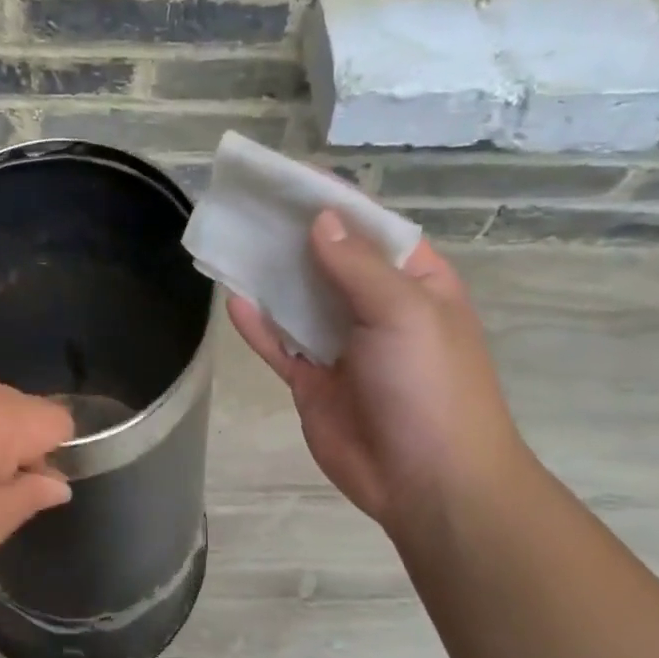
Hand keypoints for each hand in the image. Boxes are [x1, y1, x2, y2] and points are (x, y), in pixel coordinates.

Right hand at [229, 210, 526, 531]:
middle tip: (242, 206)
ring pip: (297, 301)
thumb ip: (356, 266)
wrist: (429, 481)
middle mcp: (373, 307)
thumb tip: (320, 221)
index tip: (282, 176)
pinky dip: (257, 326)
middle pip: (324, 260)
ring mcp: (340, 346)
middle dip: (288, 235)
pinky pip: (279, 346)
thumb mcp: (403, 312)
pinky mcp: (312, 381)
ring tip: (227, 242)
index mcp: (411, 281)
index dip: (328, 199)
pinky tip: (232, 300)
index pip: (367, 226)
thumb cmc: (431, 385)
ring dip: (267, 276)